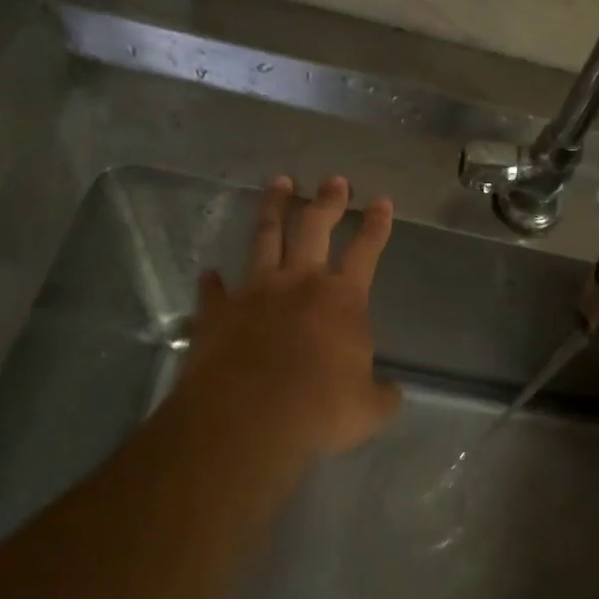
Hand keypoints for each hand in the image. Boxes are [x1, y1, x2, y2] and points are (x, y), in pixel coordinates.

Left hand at [163, 174, 401, 466]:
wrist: (248, 418)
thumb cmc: (319, 409)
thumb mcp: (367, 409)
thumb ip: (381, 395)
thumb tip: (389, 393)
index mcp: (342, 299)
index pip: (366, 250)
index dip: (376, 225)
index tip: (382, 200)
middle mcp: (299, 283)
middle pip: (314, 227)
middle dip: (327, 201)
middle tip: (334, 180)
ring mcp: (254, 293)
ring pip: (264, 238)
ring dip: (272, 208)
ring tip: (277, 183)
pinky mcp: (217, 313)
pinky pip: (214, 291)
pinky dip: (213, 283)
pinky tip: (209, 274)